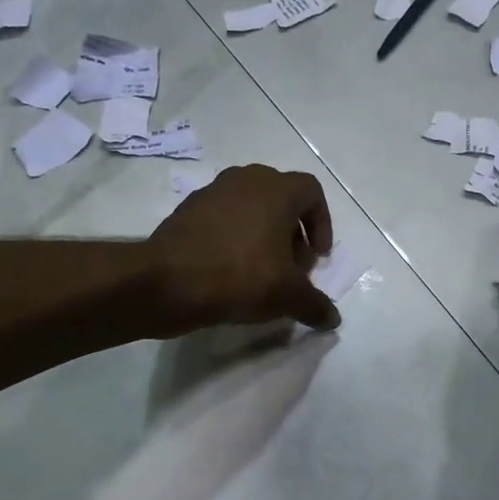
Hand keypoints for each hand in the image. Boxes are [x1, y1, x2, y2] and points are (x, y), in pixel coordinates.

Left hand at [147, 165, 340, 332]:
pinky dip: (235, 239)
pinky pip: (223, 220)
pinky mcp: (187, 211)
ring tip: (263, 273)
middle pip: (281, 200)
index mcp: (276, 189)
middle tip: (293, 268)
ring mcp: (212, 192)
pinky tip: (231, 273)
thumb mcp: (288, 296)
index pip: (312, 192)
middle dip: (293, 234)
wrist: (165, 282)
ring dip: (264, 236)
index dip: (321, 224)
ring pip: (251, 209)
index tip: (317, 256)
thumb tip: (333, 319)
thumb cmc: (240, 276)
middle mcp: (246, 180)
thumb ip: (315, 305)